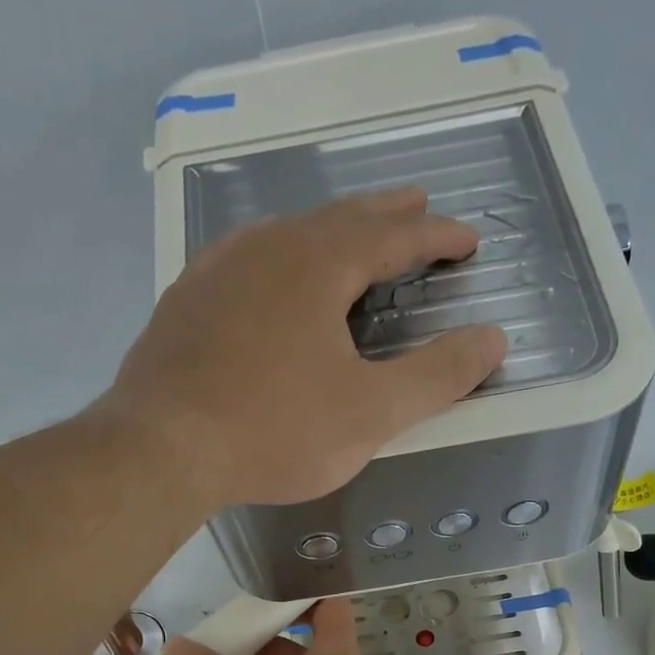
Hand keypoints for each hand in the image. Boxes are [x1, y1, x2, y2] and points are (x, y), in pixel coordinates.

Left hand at [98, 188, 507, 509]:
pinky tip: (273, 277)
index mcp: (318, 263)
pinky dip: (281, 259)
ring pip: (288, 234)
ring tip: (353, 237)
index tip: (467, 239)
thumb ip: (437, 376)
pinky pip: (247, 261)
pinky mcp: (186, 301)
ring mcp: (218, 269)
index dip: (436, 236)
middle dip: (386, 215)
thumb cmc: (275, 430)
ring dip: (331, 231)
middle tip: (417, 206)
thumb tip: (493, 339)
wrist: (161, 448)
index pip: (393, 235)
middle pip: (339, 218)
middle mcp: (267, 247)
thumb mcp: (371, 412)